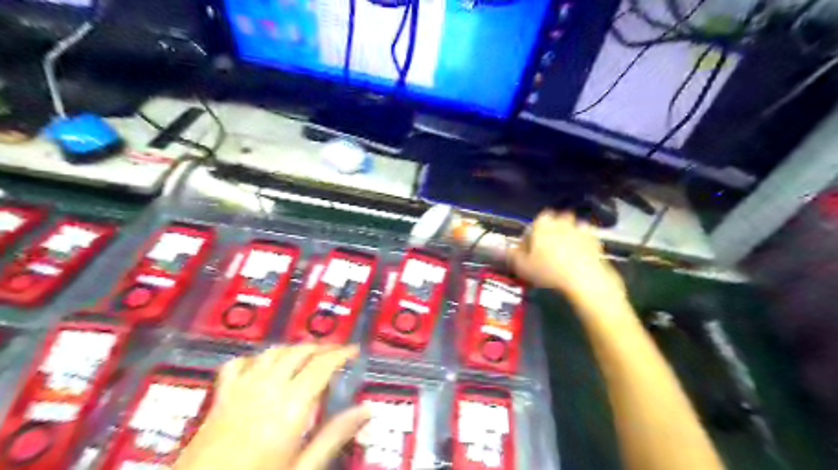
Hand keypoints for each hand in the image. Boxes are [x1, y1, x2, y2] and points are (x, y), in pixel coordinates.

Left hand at [174, 343, 369, 469]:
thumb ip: (334, 436)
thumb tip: (364, 411)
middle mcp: (267, 390)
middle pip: (299, 352)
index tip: (353, 350)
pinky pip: (238, 364)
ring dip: (293, 348)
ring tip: (307, 354)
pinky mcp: (220, 398)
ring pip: (273, 352)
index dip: (341, 353)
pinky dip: (255, 358)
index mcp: (290, 407)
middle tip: (336, 352)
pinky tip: (261, 364)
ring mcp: (241, 390)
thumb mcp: (302, 468)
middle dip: (321, 347)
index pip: (322, 365)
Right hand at [508, 210, 623, 310]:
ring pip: (569, 228)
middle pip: (553, 223)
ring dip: (566, 236)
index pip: (533, 225)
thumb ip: (512, 255)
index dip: (530, 238)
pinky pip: (584, 237)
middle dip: (549, 233)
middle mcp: (561, 220)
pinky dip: (581, 243)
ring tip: (563, 255)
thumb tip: (507, 249)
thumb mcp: (522, 266)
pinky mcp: (595, 238)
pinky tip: (577, 257)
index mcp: (542, 223)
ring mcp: (579, 227)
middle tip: (546, 251)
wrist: (584, 279)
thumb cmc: (548, 270)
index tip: (529, 251)